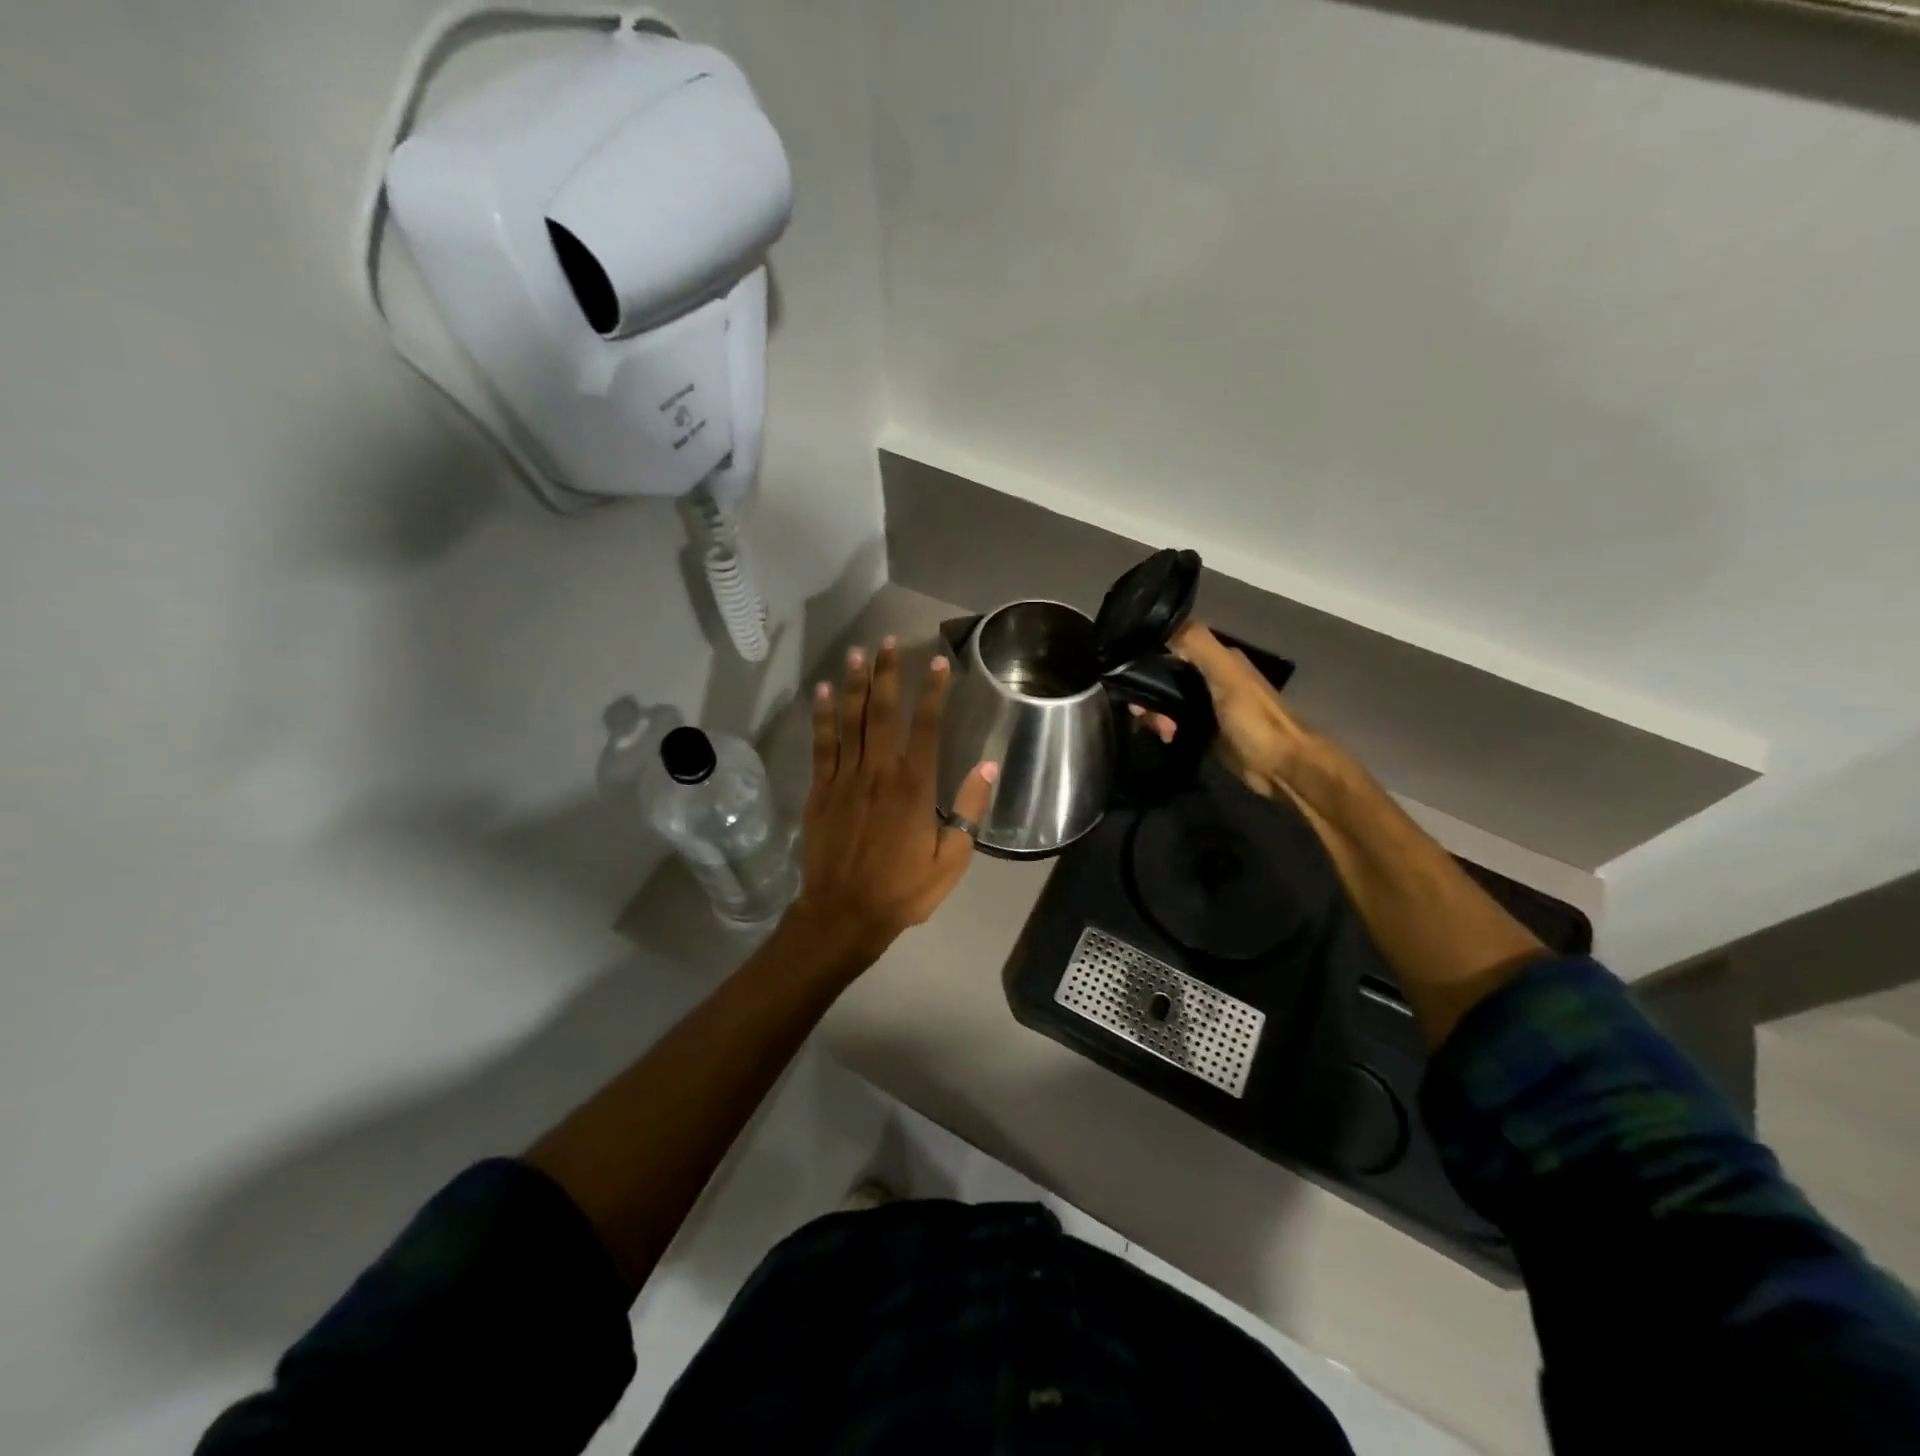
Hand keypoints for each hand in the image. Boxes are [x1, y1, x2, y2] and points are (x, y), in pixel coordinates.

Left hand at [789, 636, 997, 961]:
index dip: (933, 692)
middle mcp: (879, 772)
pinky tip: (820, 692)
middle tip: (888, 641)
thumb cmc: (903, 890)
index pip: (926, 727)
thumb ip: (969, 809)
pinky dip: (821, 716)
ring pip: (850, 720)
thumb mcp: (951, 859)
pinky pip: (821, 745)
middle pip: (883, 713)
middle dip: (887, 674)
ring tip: (857, 653)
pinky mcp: (820, 790)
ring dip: (854, 685)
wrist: (844, 914)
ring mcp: (845, 778)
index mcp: (914, 787)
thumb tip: (989, 765)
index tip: (937, 663)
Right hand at [1132, 622, 1325, 802]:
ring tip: (1164, 732)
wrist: (1281, 767)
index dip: (1148, 659)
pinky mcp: (1204, 730)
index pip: (1172, 648)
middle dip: (1149, 694)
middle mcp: (1211, 678)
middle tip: (1144, 716)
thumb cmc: (1255, 720)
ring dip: (1156, 714)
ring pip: (1167, 701)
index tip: (1130, 678)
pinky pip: (1174, 722)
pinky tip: (1167, 738)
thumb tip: (1161, 621)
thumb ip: (1197, 646)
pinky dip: (1165, 727)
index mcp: (1219, 659)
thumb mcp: (1225, 677)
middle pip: (1165, 678)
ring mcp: (1207, 706)